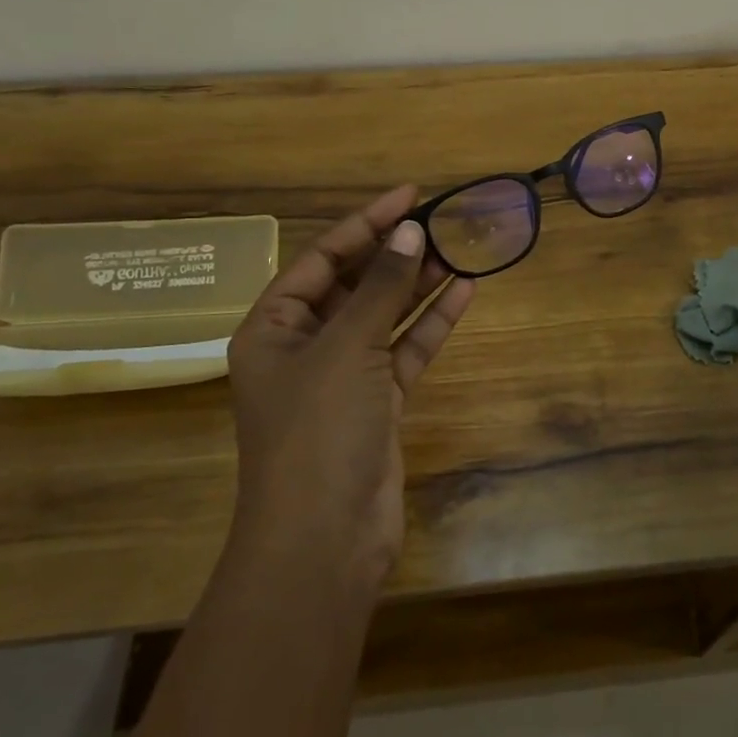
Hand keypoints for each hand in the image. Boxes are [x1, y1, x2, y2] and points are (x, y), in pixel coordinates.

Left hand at [226, 186, 474, 588]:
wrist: (324, 541)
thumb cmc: (318, 431)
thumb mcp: (347, 348)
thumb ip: (382, 288)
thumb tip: (411, 232)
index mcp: (273, 327)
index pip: (323, 258)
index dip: (366, 223)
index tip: (410, 195)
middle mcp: (304, 346)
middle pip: (355, 284)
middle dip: (396, 253)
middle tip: (443, 221)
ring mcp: (343, 376)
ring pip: (385, 315)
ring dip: (418, 284)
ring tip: (459, 248)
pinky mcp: (377, 403)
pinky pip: (405, 349)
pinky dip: (431, 323)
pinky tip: (464, 292)